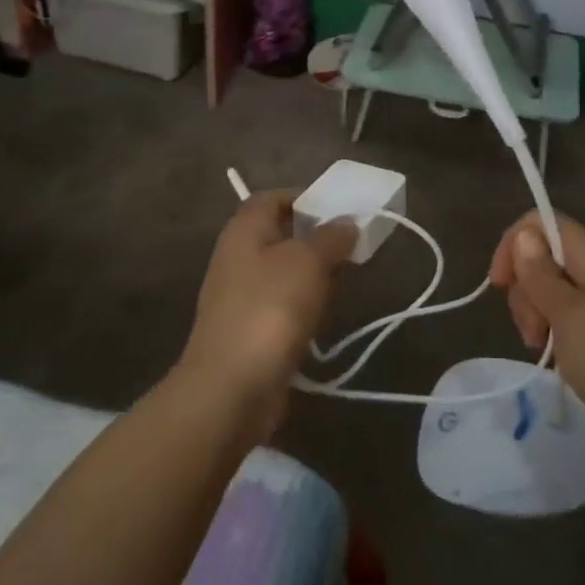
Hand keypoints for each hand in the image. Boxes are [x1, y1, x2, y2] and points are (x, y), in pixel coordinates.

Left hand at [178, 193, 356, 440]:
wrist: (231, 387)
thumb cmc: (270, 308)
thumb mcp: (308, 261)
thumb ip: (330, 237)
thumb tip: (346, 223)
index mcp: (245, 230)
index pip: (273, 198)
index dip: (305, 197)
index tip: (340, 209)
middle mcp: (238, 257)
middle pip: (281, 235)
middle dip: (317, 238)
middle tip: (353, 244)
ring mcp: (241, 296)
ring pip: (284, 272)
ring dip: (314, 274)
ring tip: (348, 277)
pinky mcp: (250, 331)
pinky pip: (282, 306)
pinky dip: (304, 306)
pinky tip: (326, 315)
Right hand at [488, 212, 584, 448]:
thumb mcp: (566, 314)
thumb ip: (539, 272)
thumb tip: (523, 235)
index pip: (540, 221)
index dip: (513, 245)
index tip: (499, 285)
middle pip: (541, 252)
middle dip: (525, 286)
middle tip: (531, 328)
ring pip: (547, 280)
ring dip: (534, 308)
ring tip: (540, 343)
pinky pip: (562, 303)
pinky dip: (549, 321)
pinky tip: (550, 347)